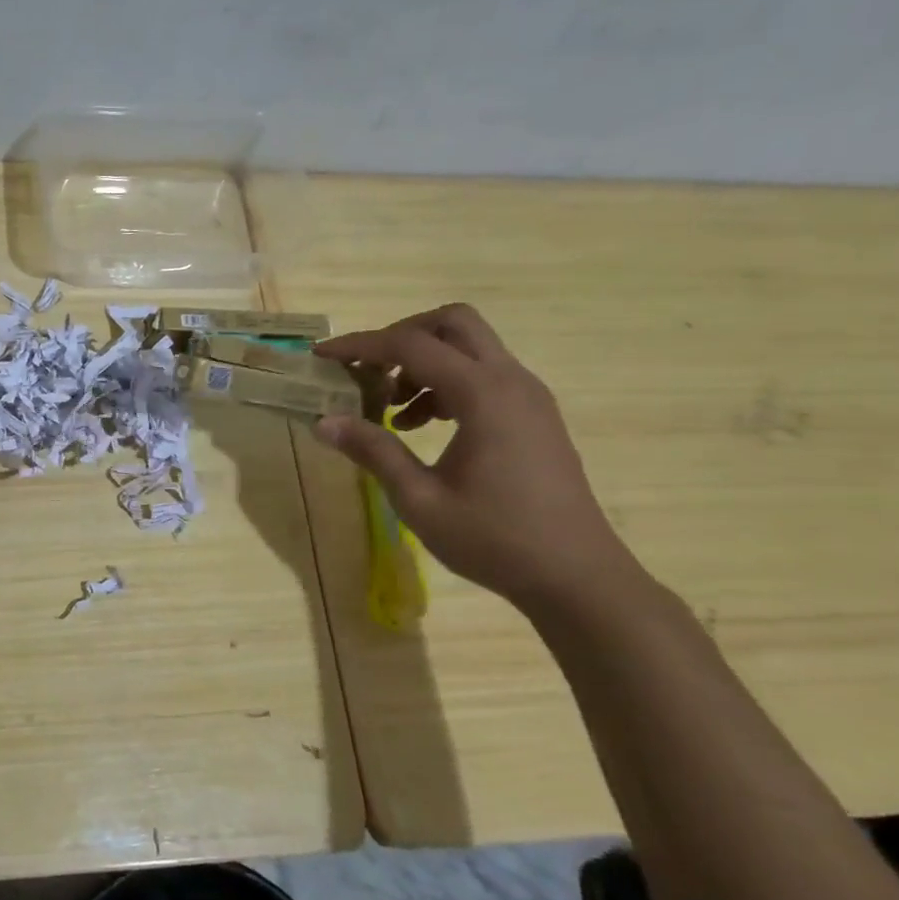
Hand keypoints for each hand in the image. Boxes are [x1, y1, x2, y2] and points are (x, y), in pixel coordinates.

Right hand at [313, 303, 635, 608]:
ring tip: (390, 409)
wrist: (576, 576)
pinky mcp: (533, 415)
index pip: (412, 345)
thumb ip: (374, 451)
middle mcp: (511, 381)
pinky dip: (445, 383)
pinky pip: (483, 375)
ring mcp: (528, 397)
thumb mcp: (419, 500)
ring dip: (423, 362)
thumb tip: (324, 421)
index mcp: (484, 396)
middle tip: (368, 370)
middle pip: (452, 323)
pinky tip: (422, 427)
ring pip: (470, 347)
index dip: (361, 345)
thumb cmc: (494, 539)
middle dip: (401, 336)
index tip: (322, 356)